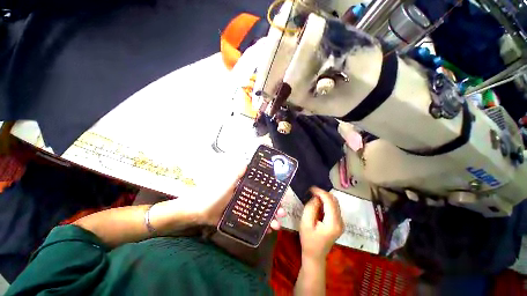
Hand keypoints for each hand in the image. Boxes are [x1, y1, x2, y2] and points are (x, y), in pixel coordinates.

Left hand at [180, 166, 285, 230]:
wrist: (200, 211)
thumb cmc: (214, 194)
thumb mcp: (227, 182)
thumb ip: (237, 173)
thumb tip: (247, 163)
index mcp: (247, 187)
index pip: (264, 188)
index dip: (273, 192)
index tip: (281, 196)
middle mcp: (248, 197)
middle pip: (265, 201)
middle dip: (275, 207)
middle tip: (282, 212)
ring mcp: (245, 209)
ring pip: (262, 213)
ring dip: (271, 218)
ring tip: (277, 225)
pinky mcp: (242, 219)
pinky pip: (254, 222)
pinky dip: (262, 226)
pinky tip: (269, 231)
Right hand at [299, 187, 343, 261]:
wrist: (314, 255)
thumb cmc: (308, 240)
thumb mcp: (306, 223)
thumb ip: (311, 208)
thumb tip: (316, 197)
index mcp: (333, 223)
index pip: (329, 201)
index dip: (320, 192)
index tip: (310, 188)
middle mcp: (340, 222)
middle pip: (334, 201)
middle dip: (323, 193)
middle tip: (311, 191)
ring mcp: (341, 223)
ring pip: (335, 203)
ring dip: (325, 197)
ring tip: (314, 196)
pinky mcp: (338, 223)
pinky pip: (334, 208)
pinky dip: (326, 202)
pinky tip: (318, 203)